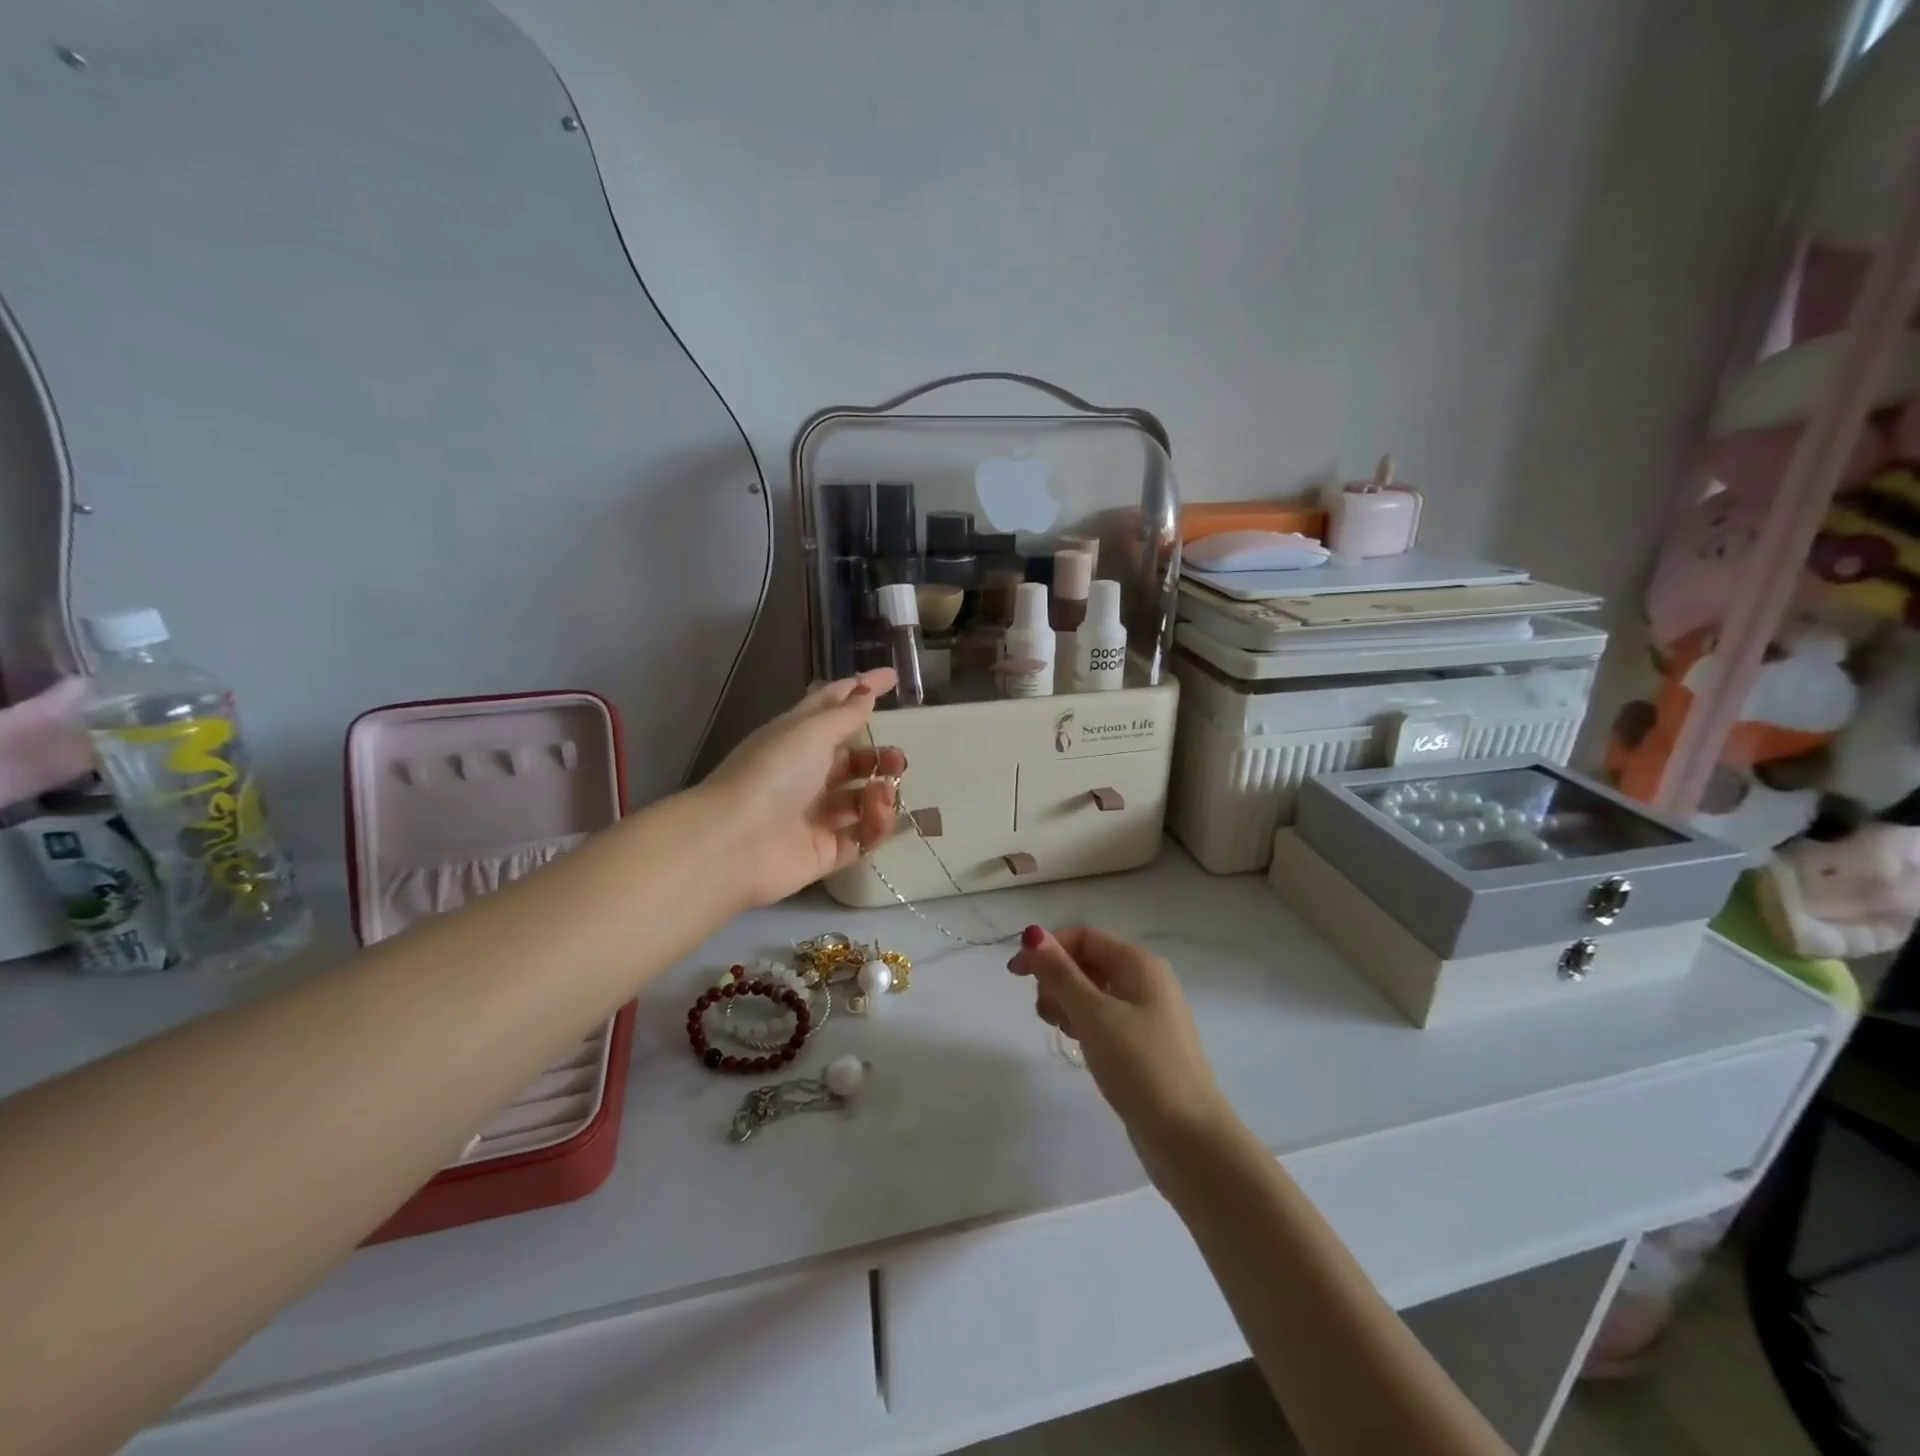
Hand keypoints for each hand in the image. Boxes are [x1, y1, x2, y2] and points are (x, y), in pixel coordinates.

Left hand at [702, 671, 906, 905]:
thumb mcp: (811, 732)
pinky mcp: (826, 851)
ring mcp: (816, 815)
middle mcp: (807, 775)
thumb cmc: (772, 774)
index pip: (834, 707)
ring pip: (862, 800)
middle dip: (880, 758)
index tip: (894, 677)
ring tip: (882, 794)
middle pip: (854, 761)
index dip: (862, 690)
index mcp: (797, 739)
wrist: (735, 842)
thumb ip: (845, 715)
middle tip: (897, 762)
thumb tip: (866, 692)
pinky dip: (876, 825)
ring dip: (881, 792)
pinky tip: (876, 816)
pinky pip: (862, 836)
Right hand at [1009, 926, 1236, 1173]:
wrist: (1190, 1139)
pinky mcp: (1144, 1045)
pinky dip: (1084, 1024)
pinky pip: (1105, 1019)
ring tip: (1062, 1032)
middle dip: (1057, 979)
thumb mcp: (1094, 1015)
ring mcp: (1148, 1015)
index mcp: (1139, 964)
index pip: (1084, 937)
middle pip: (1088, 962)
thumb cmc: (1141, 1066)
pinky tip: (1079, 1045)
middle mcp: (1146, 981)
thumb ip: (1060, 974)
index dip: (1047, 948)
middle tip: (1045, 1013)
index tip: (1015, 974)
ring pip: (1094, 992)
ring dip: (1068, 1003)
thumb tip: (1033, 934)